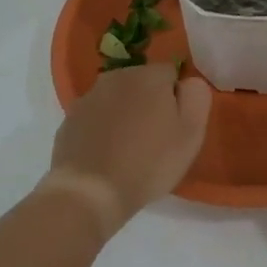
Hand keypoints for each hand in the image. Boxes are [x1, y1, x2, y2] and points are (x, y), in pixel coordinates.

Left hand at [44, 64, 212, 235]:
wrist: (90, 192)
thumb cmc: (148, 163)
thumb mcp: (190, 133)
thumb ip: (196, 97)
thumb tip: (188, 82)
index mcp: (149, 76)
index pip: (171, 74)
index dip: (177, 99)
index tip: (175, 126)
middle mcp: (116, 77)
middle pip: (141, 83)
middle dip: (149, 103)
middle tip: (154, 139)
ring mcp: (88, 97)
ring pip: (116, 100)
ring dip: (125, 115)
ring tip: (128, 150)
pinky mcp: (69, 120)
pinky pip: (95, 118)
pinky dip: (102, 130)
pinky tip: (105, 156)